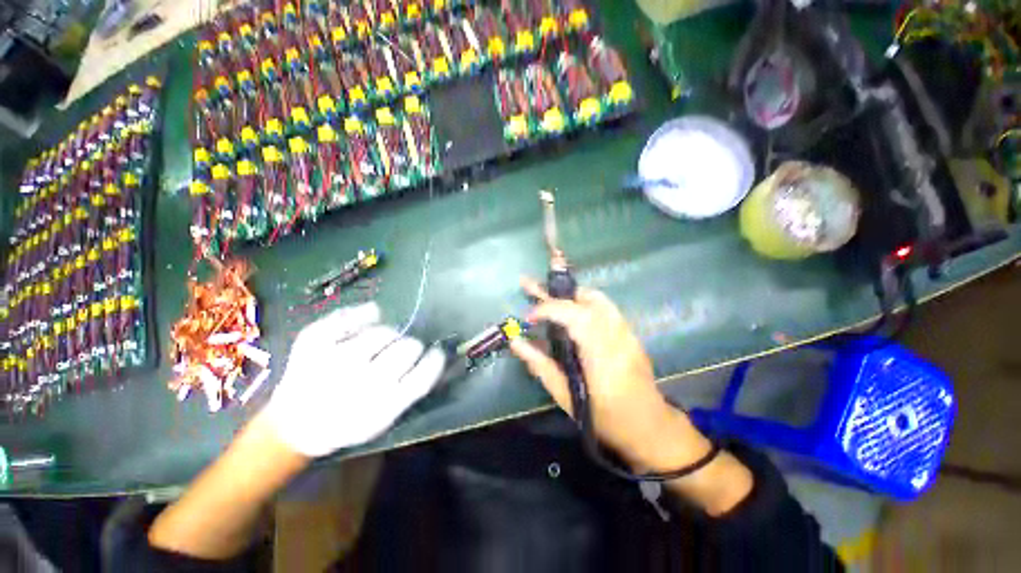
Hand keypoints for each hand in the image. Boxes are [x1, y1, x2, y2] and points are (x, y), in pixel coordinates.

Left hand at [264, 302, 445, 456]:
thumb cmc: (350, 420)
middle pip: (409, 347)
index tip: (434, 352)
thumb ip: (416, 386)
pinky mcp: (314, 342)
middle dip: (410, 347)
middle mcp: (362, 382)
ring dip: (389, 334)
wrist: (296, 425)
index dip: (434, 358)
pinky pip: (352, 315)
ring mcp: (335, 360)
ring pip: (385, 331)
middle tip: (398, 352)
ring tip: (379, 343)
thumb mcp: (388, 416)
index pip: (424, 374)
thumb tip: (437, 351)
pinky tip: (369, 318)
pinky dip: (366, 313)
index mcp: (384, 405)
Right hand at [510, 278, 710, 471]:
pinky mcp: (631, 333)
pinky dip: (584, 302)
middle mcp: (618, 337)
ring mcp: (628, 333)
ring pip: (599, 298)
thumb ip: (540, 366)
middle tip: (532, 288)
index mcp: (602, 357)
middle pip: (589, 299)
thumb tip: (515, 342)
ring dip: (571, 294)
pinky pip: (605, 307)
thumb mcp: (566, 398)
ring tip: (550, 297)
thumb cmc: (605, 419)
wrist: (649, 427)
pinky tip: (572, 310)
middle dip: (557, 292)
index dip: (549, 309)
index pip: (576, 316)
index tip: (529, 317)